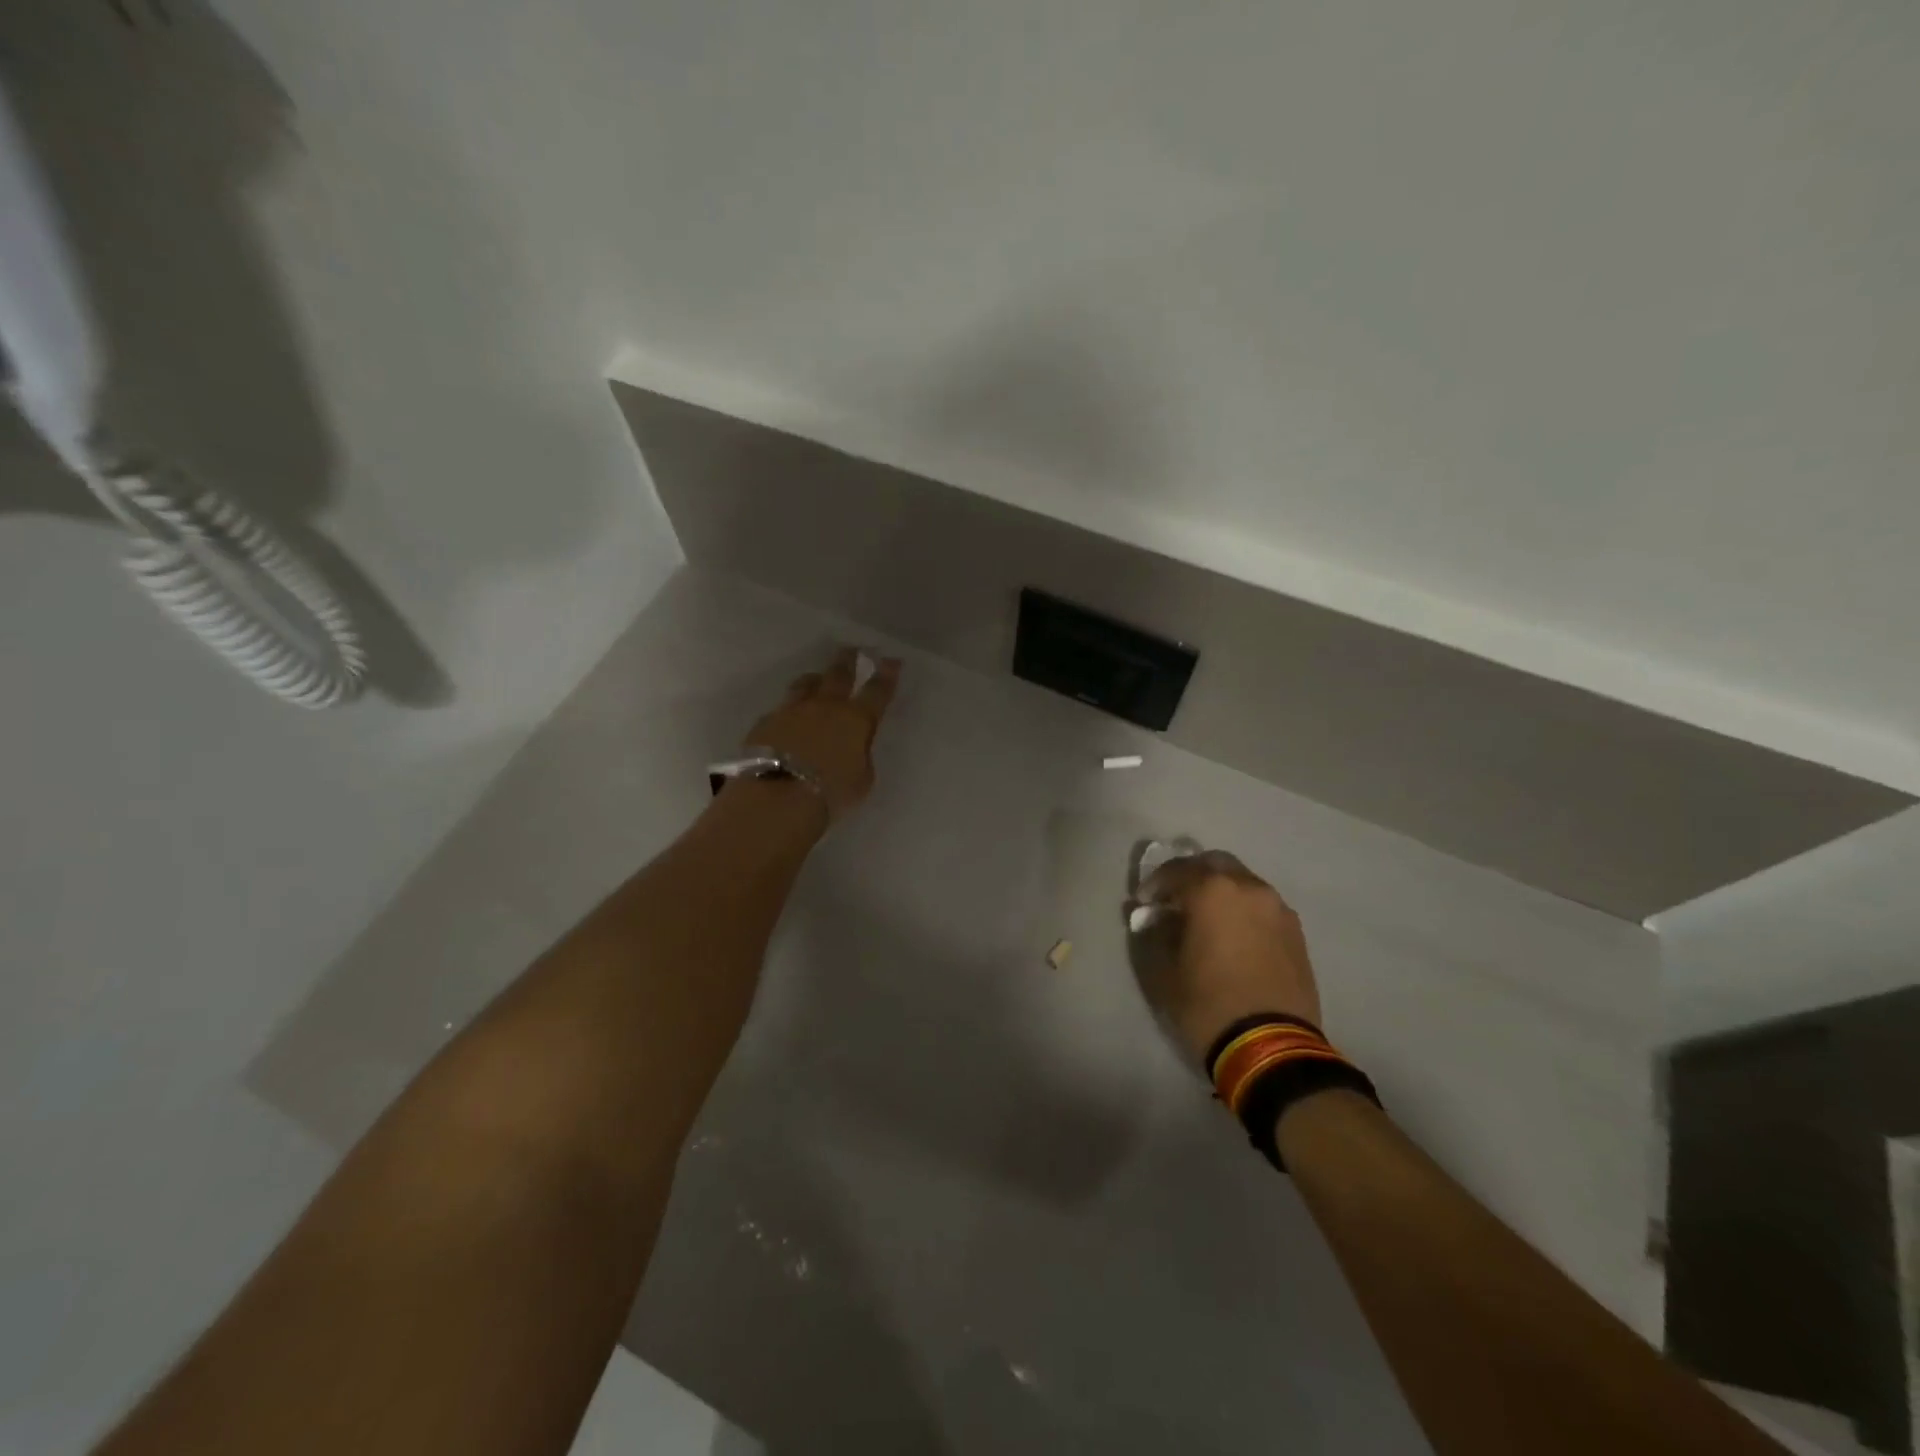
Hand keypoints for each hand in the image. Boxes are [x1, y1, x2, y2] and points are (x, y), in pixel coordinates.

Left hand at [740, 647, 901, 819]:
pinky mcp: (765, 723)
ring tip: (816, 679)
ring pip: (804, 685)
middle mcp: (824, 706)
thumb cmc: (830, 792)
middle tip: (852, 650)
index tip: (891, 660)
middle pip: (838, 675)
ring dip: (814, 680)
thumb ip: (859, 757)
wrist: (778, 796)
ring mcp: (791, 711)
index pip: (877, 691)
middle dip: (847, 661)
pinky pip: (780, 710)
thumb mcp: (861, 779)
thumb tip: (852, 749)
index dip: (887, 675)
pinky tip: (786, 720)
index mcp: (856, 719)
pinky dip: (788, 712)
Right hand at [1135, 850, 1321, 1063]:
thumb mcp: (1165, 971)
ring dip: (1220, 891)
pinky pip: (1261, 906)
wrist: (1272, 1047)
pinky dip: (1242, 909)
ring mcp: (1277, 908)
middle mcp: (1249, 888)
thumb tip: (1157, 919)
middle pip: (1214, 863)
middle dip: (1191, 876)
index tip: (1143, 903)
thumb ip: (1156, 934)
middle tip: (1174, 900)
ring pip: (1242, 882)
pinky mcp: (1295, 932)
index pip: (1176, 871)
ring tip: (1204, 919)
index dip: (1154, 884)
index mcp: (1213, 891)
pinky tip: (1232, 935)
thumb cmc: (1208, 1004)